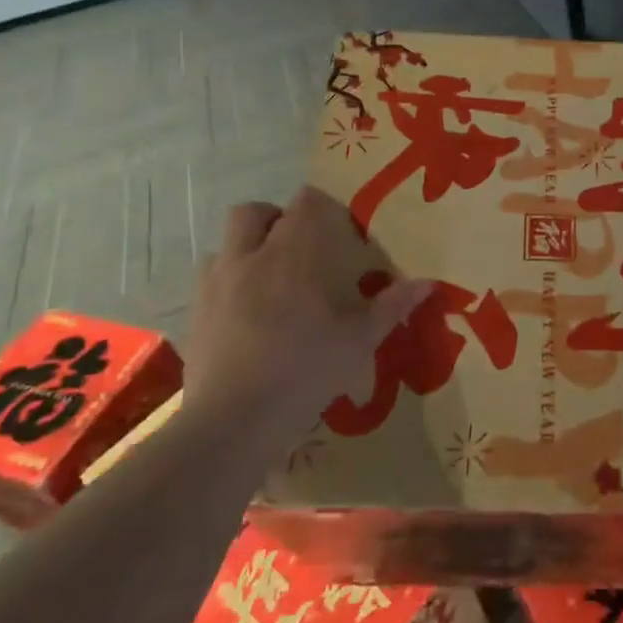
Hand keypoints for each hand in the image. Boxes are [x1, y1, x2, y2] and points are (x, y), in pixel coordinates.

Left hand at [184, 186, 431, 437]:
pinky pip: (209, 280)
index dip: (320, 206)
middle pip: (253, 211)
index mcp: (292, 255)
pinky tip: (244, 313)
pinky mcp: (194, 314)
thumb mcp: (359, 341)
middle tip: (296, 247)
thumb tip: (428, 283)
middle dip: (274, 219)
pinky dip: (227, 283)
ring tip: (267, 279)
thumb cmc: (305, 371)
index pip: (304, 203)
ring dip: (246, 249)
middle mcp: (249, 258)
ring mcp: (216, 285)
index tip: (337, 228)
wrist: (234, 420)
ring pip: (225, 244)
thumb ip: (391, 307)